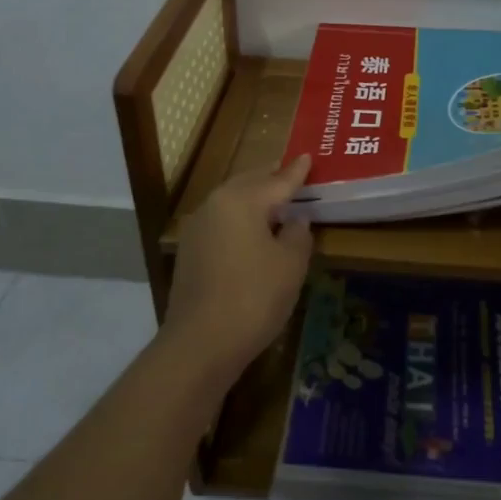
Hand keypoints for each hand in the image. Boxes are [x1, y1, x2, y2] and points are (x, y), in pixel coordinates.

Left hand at [164, 156, 314, 389]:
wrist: (200, 344)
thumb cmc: (254, 297)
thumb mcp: (291, 264)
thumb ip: (298, 234)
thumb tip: (295, 220)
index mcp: (241, 200)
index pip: (277, 180)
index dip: (297, 171)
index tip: (309, 156)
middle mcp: (215, 205)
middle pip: (250, 183)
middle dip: (272, 178)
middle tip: (293, 173)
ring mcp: (198, 228)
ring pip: (233, 202)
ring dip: (255, 199)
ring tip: (277, 201)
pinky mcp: (191, 252)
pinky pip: (223, 222)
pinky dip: (242, 219)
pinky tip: (255, 232)